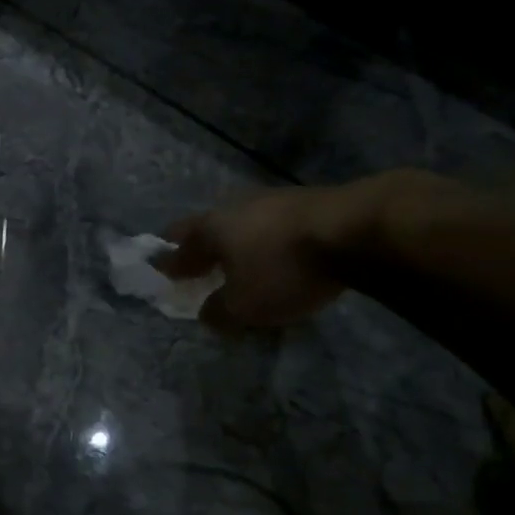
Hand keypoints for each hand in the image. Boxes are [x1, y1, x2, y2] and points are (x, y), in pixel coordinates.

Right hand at [156, 186, 352, 329]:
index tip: (161, 272)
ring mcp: (272, 200)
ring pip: (242, 223)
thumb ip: (219, 312)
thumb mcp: (244, 305)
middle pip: (209, 228)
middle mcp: (235, 207)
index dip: (169, 262)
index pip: (178, 246)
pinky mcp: (305, 203)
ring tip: (239, 262)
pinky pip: (272, 225)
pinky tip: (277, 254)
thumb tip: (206, 313)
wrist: (352, 229)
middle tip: (198, 265)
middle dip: (201, 247)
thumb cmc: (283, 268)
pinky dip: (266, 241)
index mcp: (211, 229)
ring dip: (236, 243)